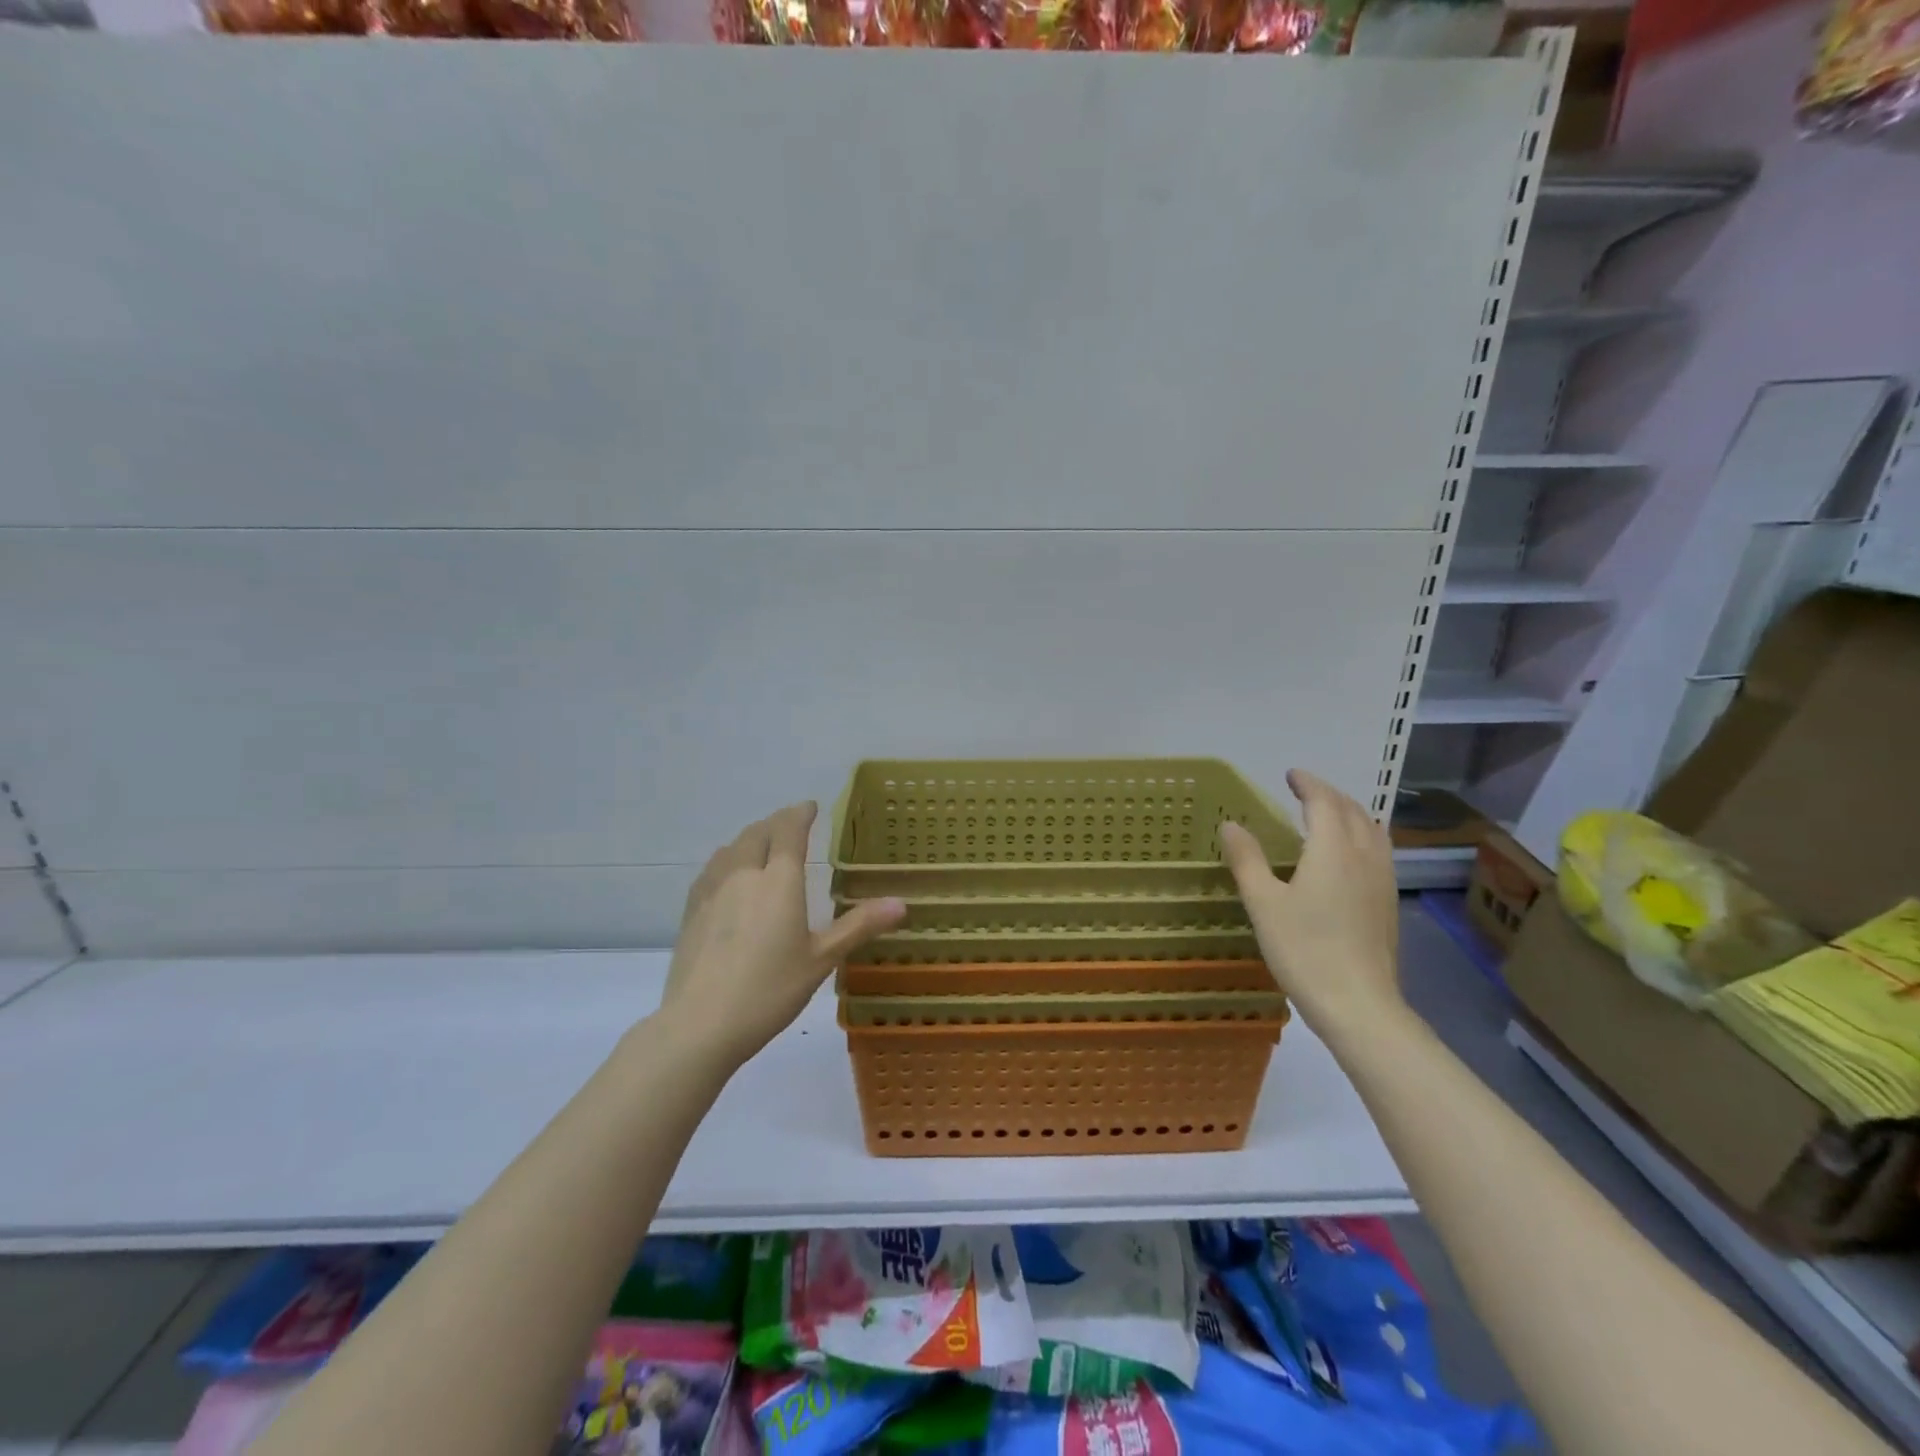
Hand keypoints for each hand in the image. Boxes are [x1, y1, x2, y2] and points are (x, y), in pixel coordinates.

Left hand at [660, 803, 905, 1067]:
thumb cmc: (769, 990)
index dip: (800, 814)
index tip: (810, 807)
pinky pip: (711, 870)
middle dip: (776, 823)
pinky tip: (728, 877)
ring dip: (750, 838)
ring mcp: (712, 891)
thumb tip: (900, 903)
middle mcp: (743, 874)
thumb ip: (858, 926)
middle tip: (791, 825)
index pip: (788, 831)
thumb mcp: (821, 959)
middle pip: (757, 833)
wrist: (700, 1024)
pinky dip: (727, 860)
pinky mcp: (691, 911)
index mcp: (778, 880)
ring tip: (762, 845)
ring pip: (731, 848)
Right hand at [1220, 769, 1401, 1035]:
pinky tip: (1347, 856)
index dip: (1308, 784)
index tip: (1291, 775)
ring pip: (1372, 830)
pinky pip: (1379, 852)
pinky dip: (1362, 836)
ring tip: (1328, 816)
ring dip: (1350, 813)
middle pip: (1353, 811)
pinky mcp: (1388, 903)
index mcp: (1334, 850)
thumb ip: (1247, 859)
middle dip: (1329, 795)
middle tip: (1305, 791)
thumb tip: (1231, 824)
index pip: (1324, 801)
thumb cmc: (1305, 950)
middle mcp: (1365, 856)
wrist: (1359, 1005)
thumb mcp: (1263, 903)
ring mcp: (1383, 881)